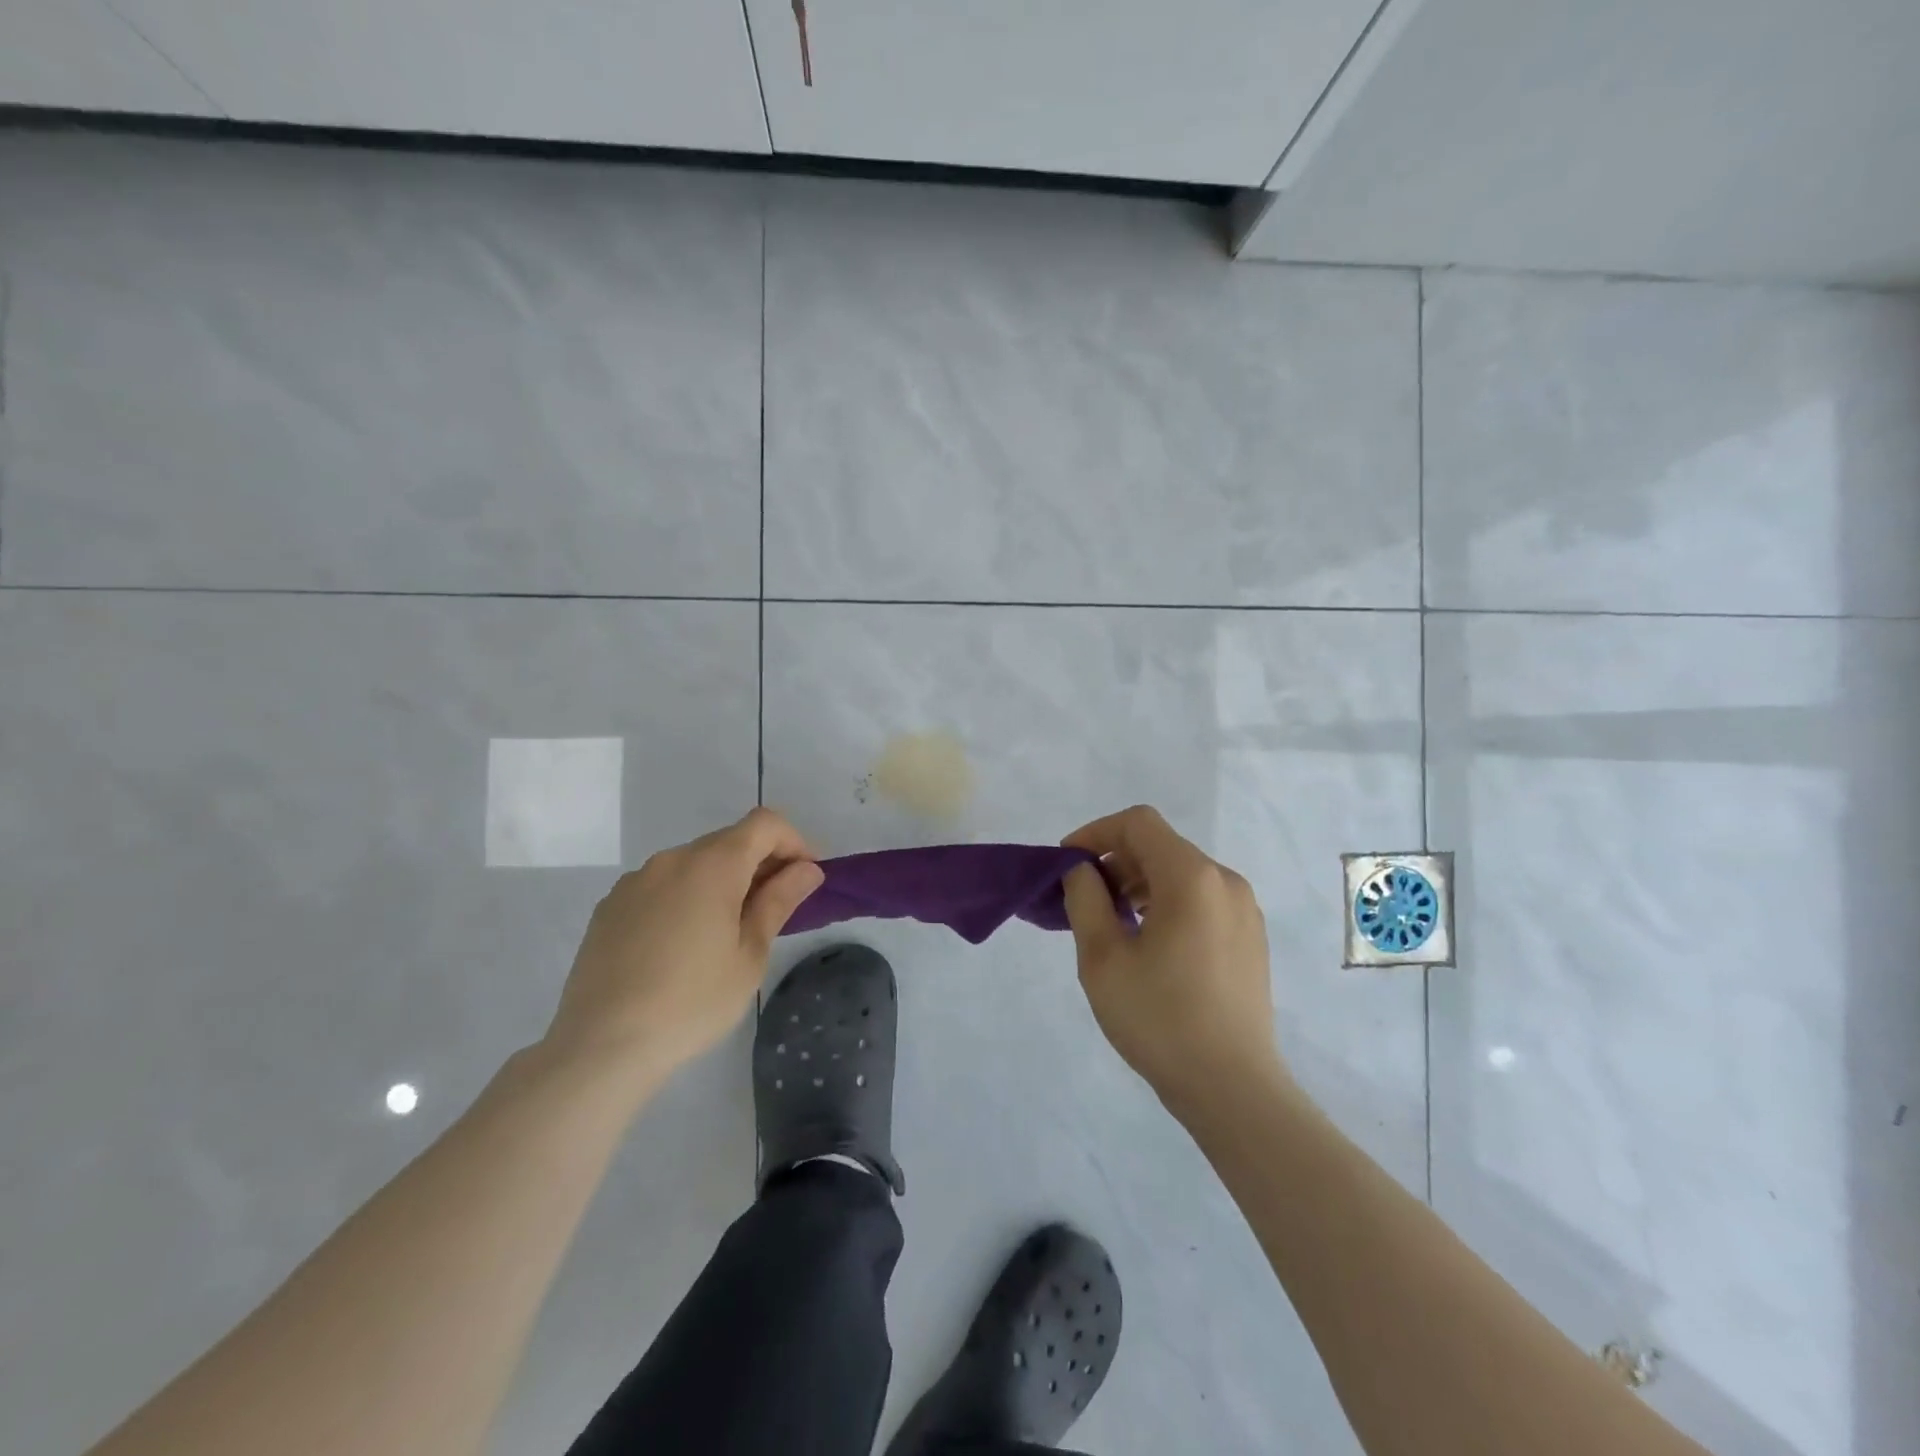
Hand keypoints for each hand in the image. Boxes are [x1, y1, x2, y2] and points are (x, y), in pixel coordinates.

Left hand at [543, 808, 824, 1086]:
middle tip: (774, 910)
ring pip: (694, 864)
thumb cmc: (692, 1001)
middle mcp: (672, 859)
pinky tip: (681, 945)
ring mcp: (636, 880)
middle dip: (760, 864)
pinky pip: (662, 886)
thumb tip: (807, 869)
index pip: (765, 823)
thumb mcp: (750, 955)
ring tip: (726, 933)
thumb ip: (779, 901)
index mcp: (713, 865)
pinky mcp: (610, 906)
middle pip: (729, 841)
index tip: (805, 878)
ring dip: (722, 881)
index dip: (794, 841)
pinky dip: (685, 897)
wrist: (601, 1045)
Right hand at [1060, 806, 1287, 1115]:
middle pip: (1161, 846)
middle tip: (1082, 898)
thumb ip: (1085, 899)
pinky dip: (1166, 903)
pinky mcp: (1250, 938)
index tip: (1067, 864)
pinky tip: (1147, 942)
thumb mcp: (1102, 957)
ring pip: (1181, 873)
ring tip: (1111, 922)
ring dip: (1139, 883)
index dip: (1095, 833)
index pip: (1138, 824)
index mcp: (1191, 877)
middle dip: (1115, 861)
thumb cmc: (1159, 1019)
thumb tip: (1082, 871)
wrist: (1232, 1088)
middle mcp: (1225, 881)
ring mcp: (1244, 910)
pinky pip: (1201, 899)